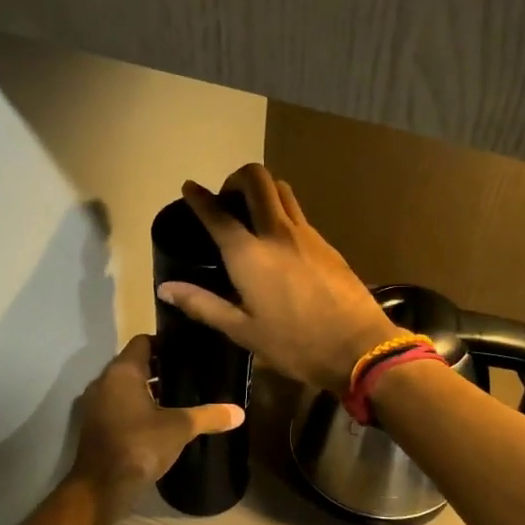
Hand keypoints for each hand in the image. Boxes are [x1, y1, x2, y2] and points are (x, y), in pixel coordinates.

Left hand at [68, 334, 243, 521]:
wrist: (101, 486)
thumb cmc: (139, 444)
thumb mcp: (179, 428)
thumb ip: (208, 416)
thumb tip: (239, 413)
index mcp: (122, 372)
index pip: (143, 342)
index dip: (165, 343)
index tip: (188, 352)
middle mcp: (105, 382)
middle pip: (135, 364)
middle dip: (161, 369)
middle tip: (190, 375)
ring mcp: (96, 405)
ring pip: (126, 387)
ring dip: (148, 390)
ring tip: (180, 398)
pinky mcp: (96, 426)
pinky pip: (119, 406)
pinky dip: (137, 408)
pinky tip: (160, 421)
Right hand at [157, 163, 402, 394]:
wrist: (359, 346)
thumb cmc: (295, 344)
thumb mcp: (243, 332)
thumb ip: (203, 305)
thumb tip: (165, 288)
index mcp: (249, 255)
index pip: (217, 214)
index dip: (199, 198)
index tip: (189, 187)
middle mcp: (276, 233)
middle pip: (257, 180)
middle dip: (237, 178)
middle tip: (226, 199)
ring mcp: (306, 235)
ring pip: (282, 190)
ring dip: (262, 189)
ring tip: (251, 213)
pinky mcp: (326, 244)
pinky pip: (298, 213)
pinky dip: (281, 211)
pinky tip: (278, 239)